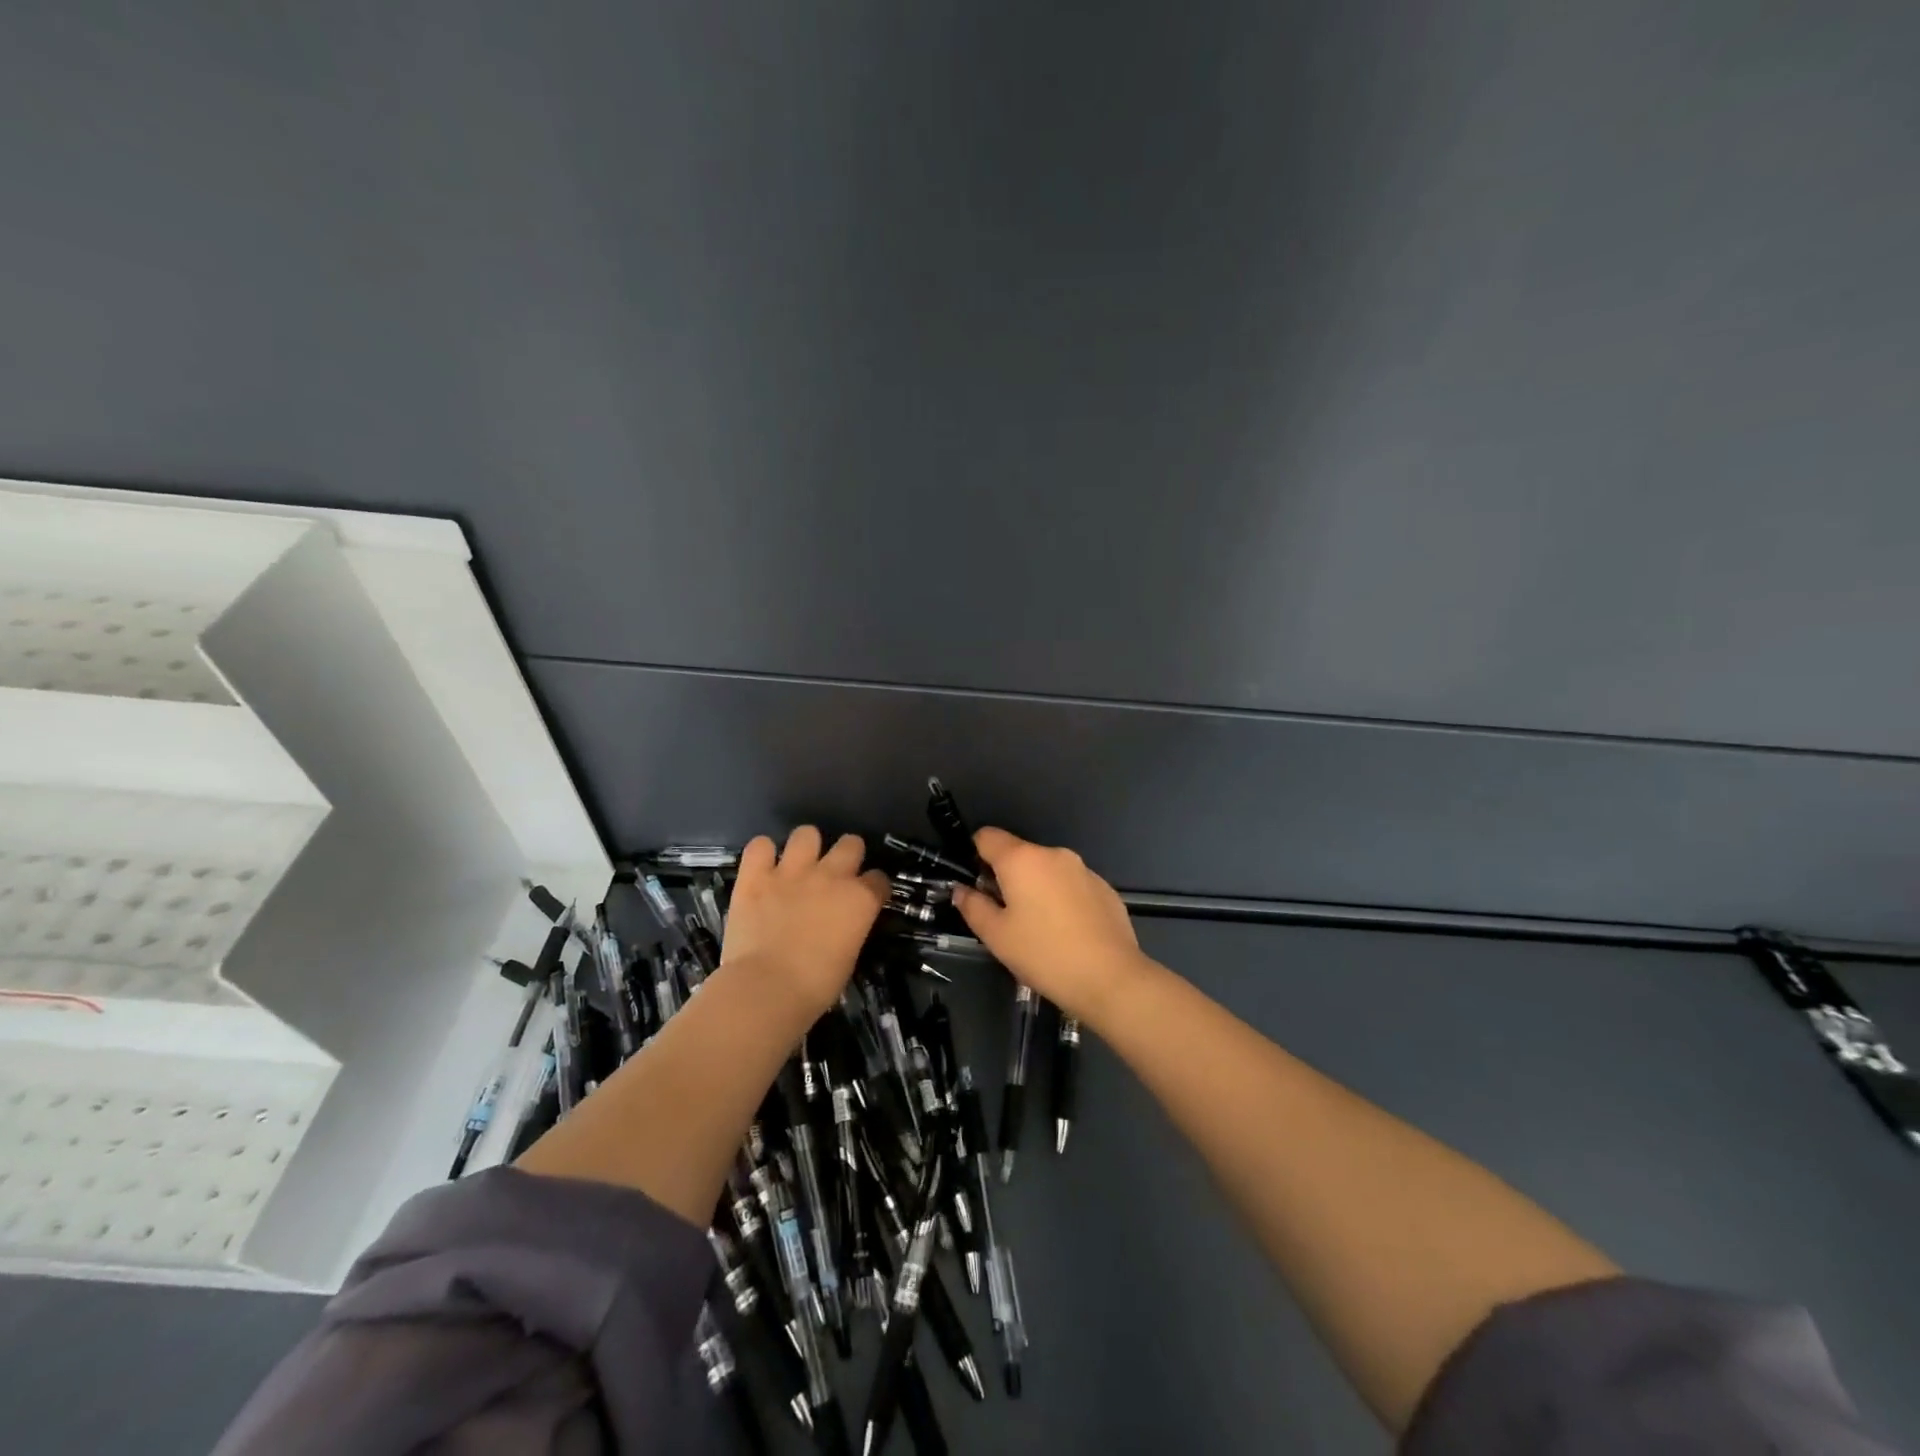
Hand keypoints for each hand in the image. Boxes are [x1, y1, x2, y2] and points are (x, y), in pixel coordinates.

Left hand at [722, 826, 888, 1014]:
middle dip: (848, 855)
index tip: (867, 898)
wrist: (767, 989)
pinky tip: (762, 868)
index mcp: (860, 899)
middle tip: (835, 876)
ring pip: (807, 833)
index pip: (879, 879)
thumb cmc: (816, 986)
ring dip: (806, 847)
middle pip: (851, 843)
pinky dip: (762, 854)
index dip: (874, 887)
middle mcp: (831, 876)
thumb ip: (850, 928)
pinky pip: (760, 845)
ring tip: (798, 866)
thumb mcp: (849, 956)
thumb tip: (842, 924)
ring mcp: (792, 871)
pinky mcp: (755, 876)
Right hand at [951, 828, 1149, 1023]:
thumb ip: (973, 907)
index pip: (987, 836)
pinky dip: (1063, 899)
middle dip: (1007, 877)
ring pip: (1047, 870)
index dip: (975, 855)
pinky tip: (1068, 933)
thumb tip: (961, 890)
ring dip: (1037, 889)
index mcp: (1022, 859)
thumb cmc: (1044, 955)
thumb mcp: (996, 936)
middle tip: (1006, 917)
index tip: (977, 885)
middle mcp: (1054, 854)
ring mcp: (1084, 869)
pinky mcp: (1105, 888)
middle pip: (1019, 854)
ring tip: (1039, 929)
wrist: (1111, 978)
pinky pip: (1072, 885)